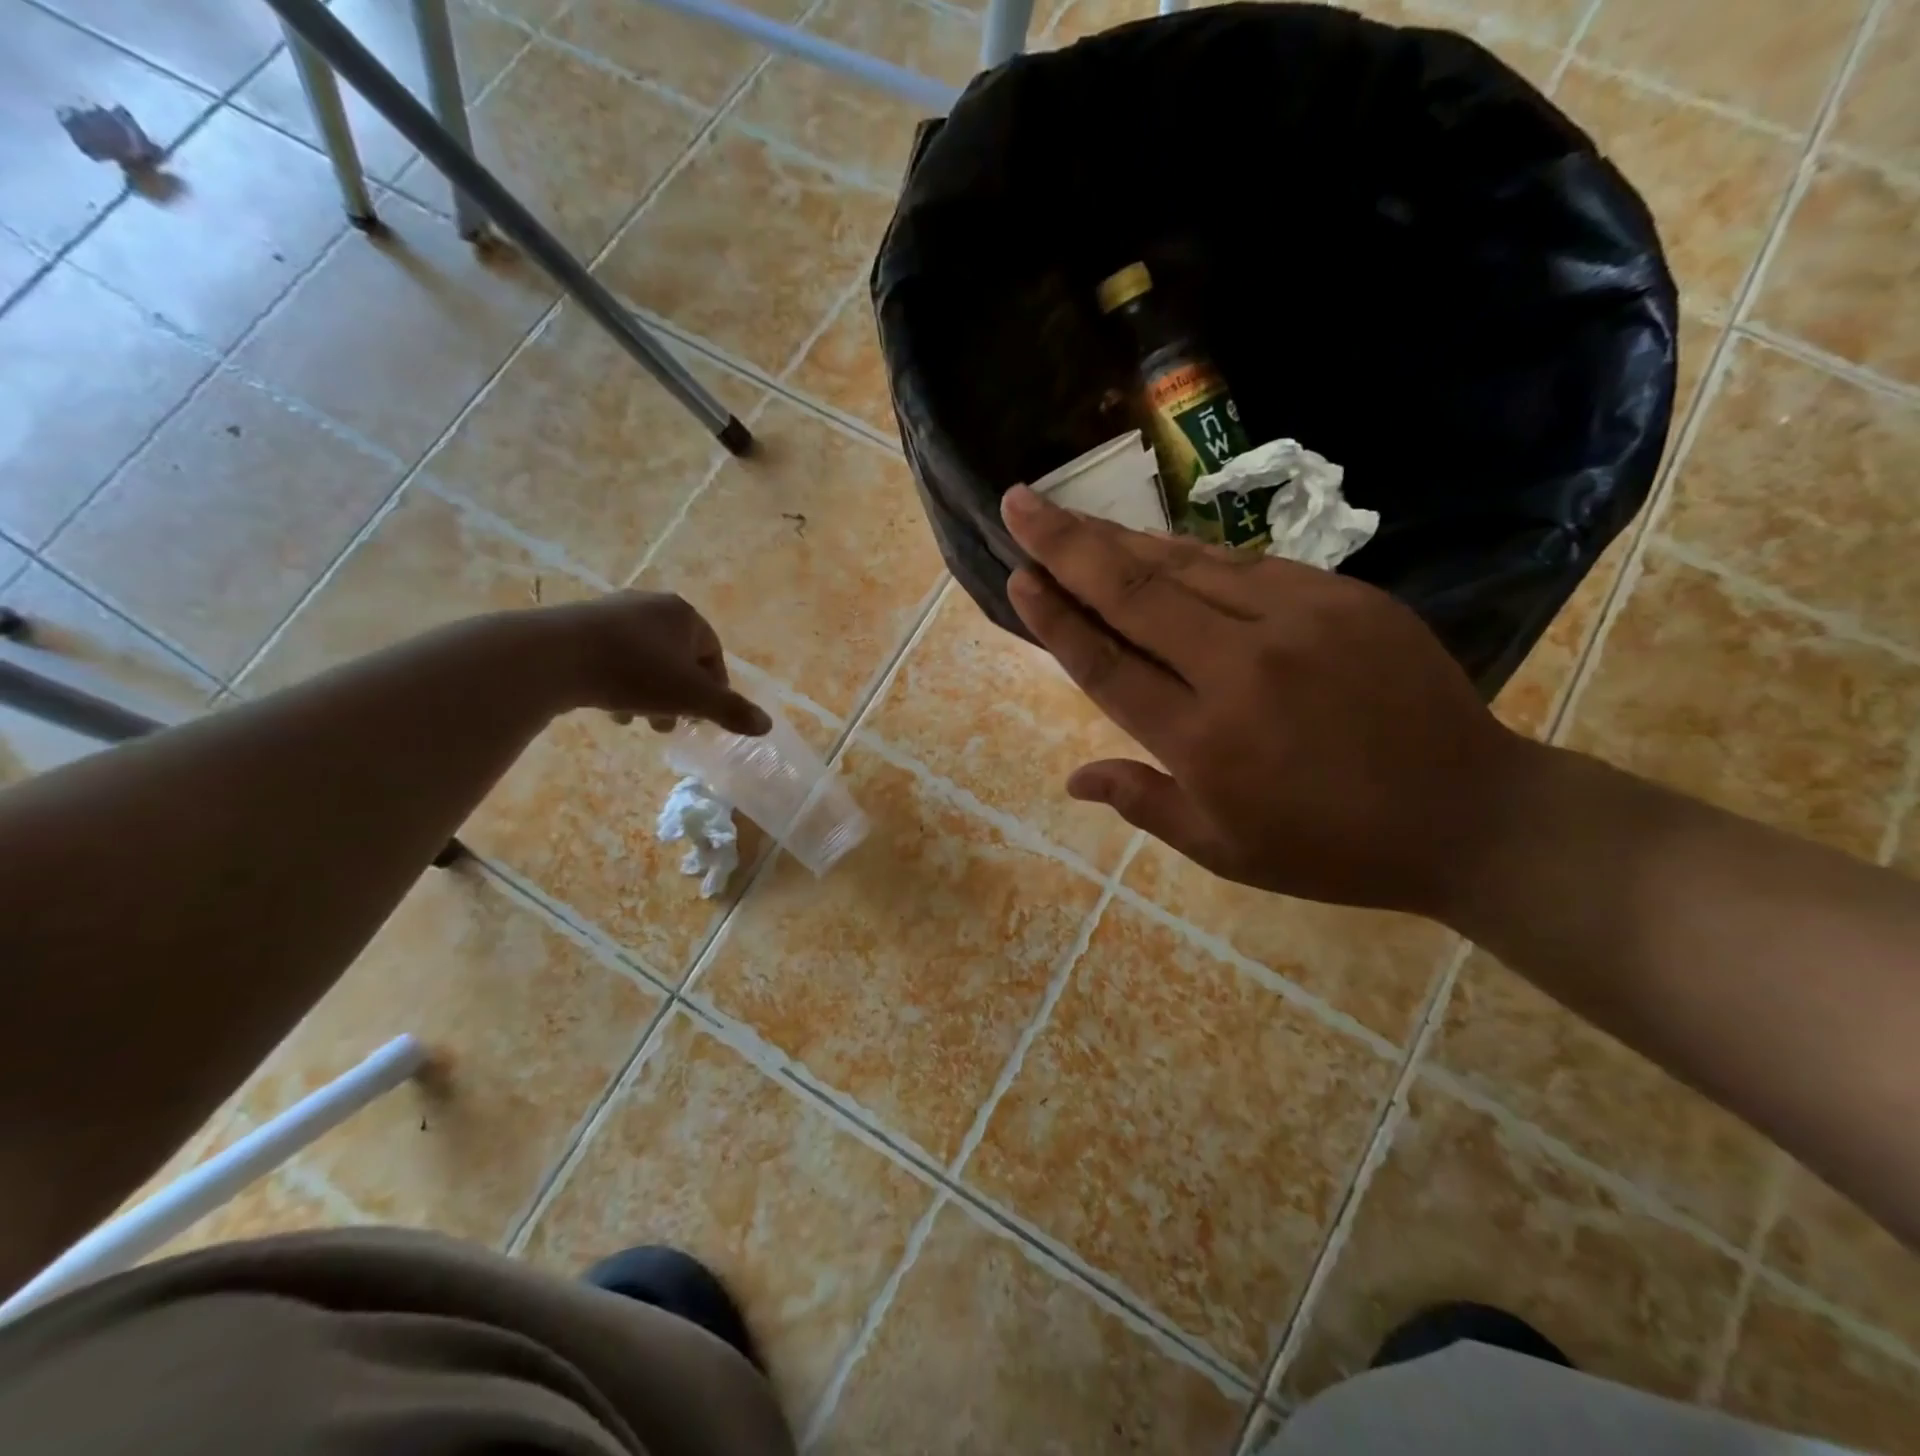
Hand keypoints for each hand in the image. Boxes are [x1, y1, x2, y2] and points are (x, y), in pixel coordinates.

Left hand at [544, 591, 770, 736]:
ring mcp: (612, 612)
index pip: (713, 653)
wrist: (552, 656)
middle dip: (678, 695)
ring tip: (636, 721)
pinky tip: (609, 707)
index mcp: (683, 614)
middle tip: (668, 725)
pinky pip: (614, 657)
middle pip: (678, 658)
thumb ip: (731, 711)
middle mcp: (651, 605)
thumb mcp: (691, 696)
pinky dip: (619, 682)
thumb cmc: (634, 672)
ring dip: (648, 693)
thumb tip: (767, 724)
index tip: (702, 718)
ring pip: (646, 660)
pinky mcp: (579, 625)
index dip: (714, 690)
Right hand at [1000, 486, 1536, 914]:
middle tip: (1019, 503)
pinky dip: (1190, 553)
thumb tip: (1073, 779)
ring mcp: (1296, 622)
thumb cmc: (1330, 847)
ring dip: (1121, 537)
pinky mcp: (1342, 598)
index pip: (1107, 663)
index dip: (1055, 618)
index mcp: (1203, 741)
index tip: (1017, 576)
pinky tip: (1157, 544)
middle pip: (1134, 593)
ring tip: (1071, 515)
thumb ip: (1143, 804)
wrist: (1468, 813)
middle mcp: (1239, 669)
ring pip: (1186, 565)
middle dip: (1066, 544)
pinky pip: (1246, 566)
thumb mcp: (1224, 850)